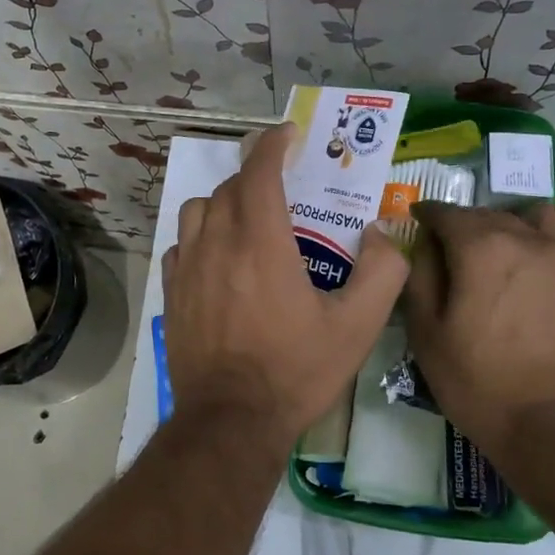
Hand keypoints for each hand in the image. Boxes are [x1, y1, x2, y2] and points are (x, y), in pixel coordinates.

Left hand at [163, 123, 408, 445]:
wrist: (230, 420)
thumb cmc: (295, 371)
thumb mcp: (357, 327)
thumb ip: (383, 273)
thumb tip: (382, 233)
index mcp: (261, 242)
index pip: (260, 172)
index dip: (273, 144)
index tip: (288, 134)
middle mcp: (218, 243)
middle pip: (229, 188)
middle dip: (256, 176)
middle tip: (282, 186)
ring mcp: (187, 267)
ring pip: (198, 210)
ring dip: (224, 203)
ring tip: (248, 220)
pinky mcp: (171, 292)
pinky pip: (181, 245)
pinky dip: (200, 237)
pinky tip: (218, 259)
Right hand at [403, 200, 554, 454]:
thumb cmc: (480, 384)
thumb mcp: (426, 334)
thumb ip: (420, 276)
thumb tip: (426, 243)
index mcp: (482, 249)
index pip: (449, 213)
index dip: (429, 214)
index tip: (420, 220)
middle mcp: (532, 240)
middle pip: (494, 214)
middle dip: (470, 225)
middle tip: (459, 250)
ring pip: (548, 217)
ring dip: (524, 225)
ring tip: (516, 252)